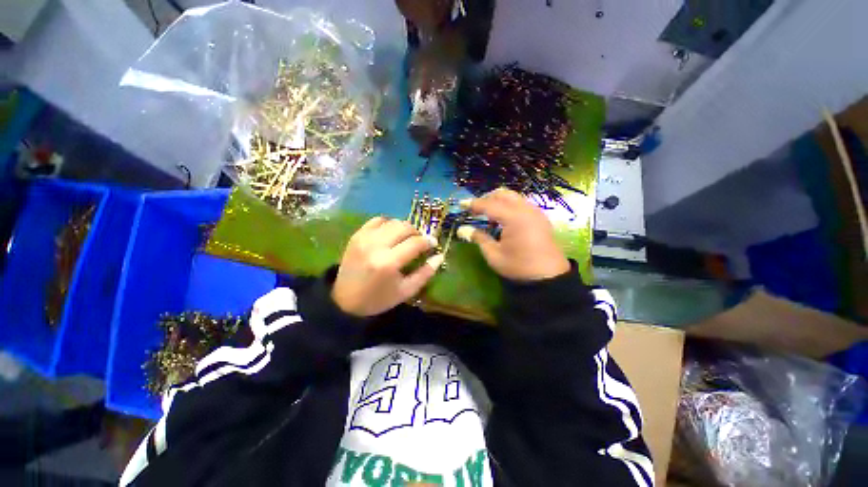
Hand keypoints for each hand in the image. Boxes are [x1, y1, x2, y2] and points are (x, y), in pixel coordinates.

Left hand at [332, 217, 443, 316]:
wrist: (344, 301)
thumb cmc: (378, 299)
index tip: (433, 244)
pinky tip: (390, 234)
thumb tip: (439, 256)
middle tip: (420, 241)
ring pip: (392, 221)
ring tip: (406, 238)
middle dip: (417, 232)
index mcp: (389, 263)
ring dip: (403, 228)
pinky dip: (388, 224)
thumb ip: (425, 273)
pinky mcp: (356, 236)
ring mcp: (364, 238)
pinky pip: (377, 220)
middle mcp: (376, 246)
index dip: (428, 241)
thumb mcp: (406, 291)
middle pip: (404, 227)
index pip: (415, 243)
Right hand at [457, 188, 569, 280]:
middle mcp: (525, 209)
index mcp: (513, 218)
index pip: (489, 205)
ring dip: (499, 201)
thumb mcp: (494, 255)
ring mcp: (535, 212)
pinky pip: (522, 204)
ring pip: (514, 197)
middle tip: (475, 209)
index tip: (461, 204)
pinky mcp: (540, 217)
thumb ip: (478, 238)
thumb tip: (462, 229)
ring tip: (489, 215)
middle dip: (487, 198)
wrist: (549, 277)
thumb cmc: (519, 267)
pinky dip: (509, 206)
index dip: (474, 204)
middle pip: (503, 194)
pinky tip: (504, 220)